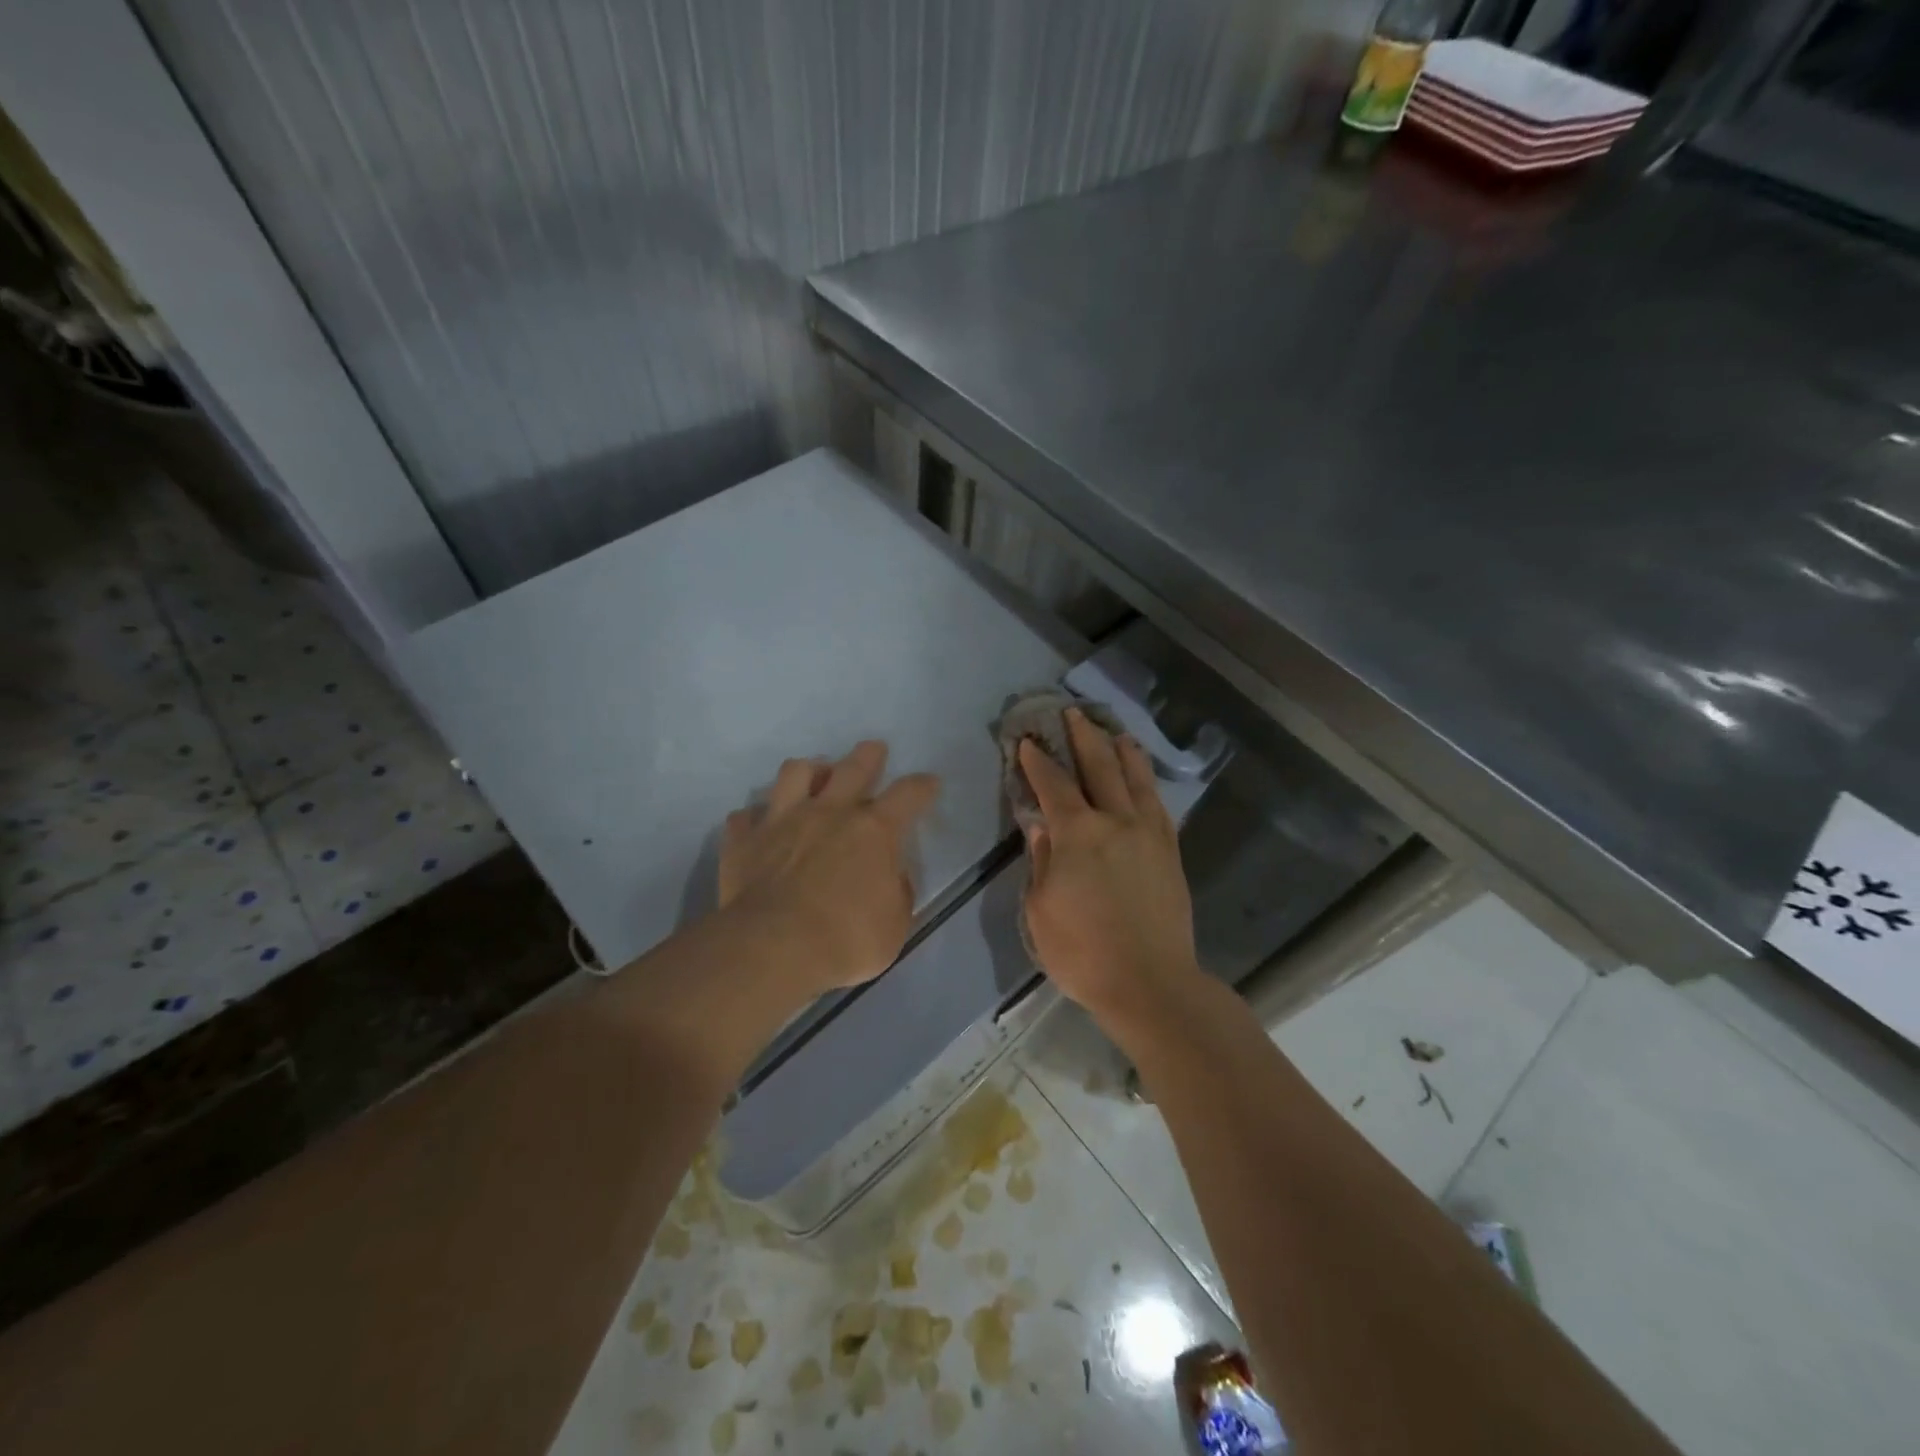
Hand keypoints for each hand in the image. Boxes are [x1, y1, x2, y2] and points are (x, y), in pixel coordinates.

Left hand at [719, 740, 939, 994]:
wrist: (773, 949)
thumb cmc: (846, 940)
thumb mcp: (894, 925)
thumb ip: (897, 892)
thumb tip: (891, 876)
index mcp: (874, 831)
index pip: (908, 795)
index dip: (922, 786)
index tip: (929, 783)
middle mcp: (829, 812)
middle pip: (852, 767)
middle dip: (868, 755)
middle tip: (873, 750)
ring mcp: (782, 820)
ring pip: (794, 772)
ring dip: (808, 771)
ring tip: (812, 778)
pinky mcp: (744, 840)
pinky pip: (745, 816)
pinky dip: (755, 819)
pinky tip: (759, 827)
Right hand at [1019, 709, 1203, 1027]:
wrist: (1150, 983)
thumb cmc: (1082, 951)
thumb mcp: (1040, 909)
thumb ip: (1041, 860)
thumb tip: (1041, 826)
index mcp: (1078, 833)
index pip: (1053, 785)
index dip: (1039, 761)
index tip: (1030, 741)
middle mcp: (1116, 821)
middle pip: (1100, 767)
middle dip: (1083, 737)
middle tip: (1073, 714)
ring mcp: (1149, 834)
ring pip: (1136, 779)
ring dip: (1122, 752)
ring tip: (1115, 734)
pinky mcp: (1170, 852)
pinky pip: (1158, 805)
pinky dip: (1147, 784)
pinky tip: (1143, 779)